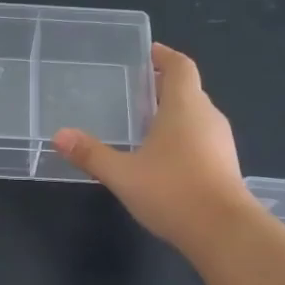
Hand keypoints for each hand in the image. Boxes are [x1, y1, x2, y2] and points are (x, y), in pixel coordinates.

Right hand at [52, 44, 250, 249]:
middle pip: (189, 90)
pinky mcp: (225, 166)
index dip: (165, 56)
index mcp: (185, 106)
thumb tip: (59, 135)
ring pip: (196, 116)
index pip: (180, 67)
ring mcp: (221, 142)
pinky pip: (202, 139)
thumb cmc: (172, 191)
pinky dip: (183, 137)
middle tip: (137, 90)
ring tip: (146, 123)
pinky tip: (164, 157)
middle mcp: (207, 117)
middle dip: (165, 86)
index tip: (149, 53)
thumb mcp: (123, 174)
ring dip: (174, 114)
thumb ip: (91, 154)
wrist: (223, 231)